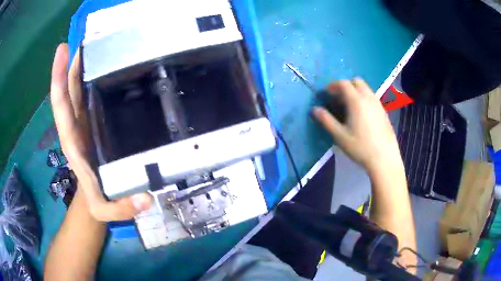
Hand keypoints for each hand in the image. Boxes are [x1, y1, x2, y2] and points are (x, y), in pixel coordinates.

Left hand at [50, 43, 152, 220]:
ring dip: (83, 66)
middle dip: (73, 63)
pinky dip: (93, 78)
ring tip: (98, 43)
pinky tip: (107, 65)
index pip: (61, 105)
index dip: (59, 78)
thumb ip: (123, 206)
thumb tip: (147, 197)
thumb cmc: (96, 202)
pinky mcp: (92, 122)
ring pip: (78, 89)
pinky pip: (89, 96)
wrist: (93, 199)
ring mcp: (83, 122)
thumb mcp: (106, 210)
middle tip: (88, 38)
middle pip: (69, 90)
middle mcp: (75, 126)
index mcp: (72, 141)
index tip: (63, 51)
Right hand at [313, 79, 402, 172]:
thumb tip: (315, 109)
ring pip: (365, 88)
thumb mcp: (340, 136)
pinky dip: (364, 98)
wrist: (384, 158)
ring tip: (349, 107)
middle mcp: (368, 97)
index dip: (333, 85)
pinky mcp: (384, 111)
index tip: (326, 94)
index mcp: (356, 101)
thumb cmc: (361, 147)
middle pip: (356, 81)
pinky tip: (362, 115)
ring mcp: (378, 104)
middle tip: (338, 99)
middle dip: (345, 85)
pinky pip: (372, 97)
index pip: (343, 83)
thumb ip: (326, 120)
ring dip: (355, 91)